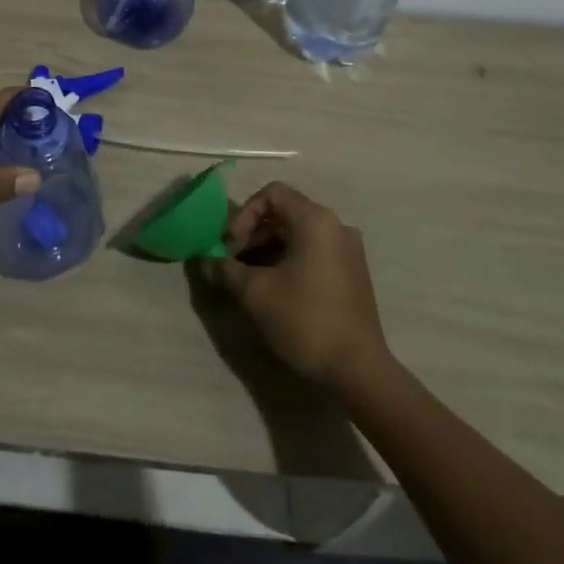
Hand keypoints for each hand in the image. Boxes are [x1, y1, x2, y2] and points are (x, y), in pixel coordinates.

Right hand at [210, 182, 390, 390]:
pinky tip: (273, 289)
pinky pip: (314, 252)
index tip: (230, 245)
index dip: (244, 214)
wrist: (357, 369)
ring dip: (268, 249)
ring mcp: (348, 250)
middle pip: (285, 213)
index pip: (272, 194)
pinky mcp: (353, 273)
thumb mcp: (255, 293)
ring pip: (298, 234)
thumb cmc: (304, 320)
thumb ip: (226, 270)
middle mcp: (336, 226)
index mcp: (316, 221)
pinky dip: (289, 260)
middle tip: (233, 263)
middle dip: (253, 234)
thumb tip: (206, 261)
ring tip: (248, 279)